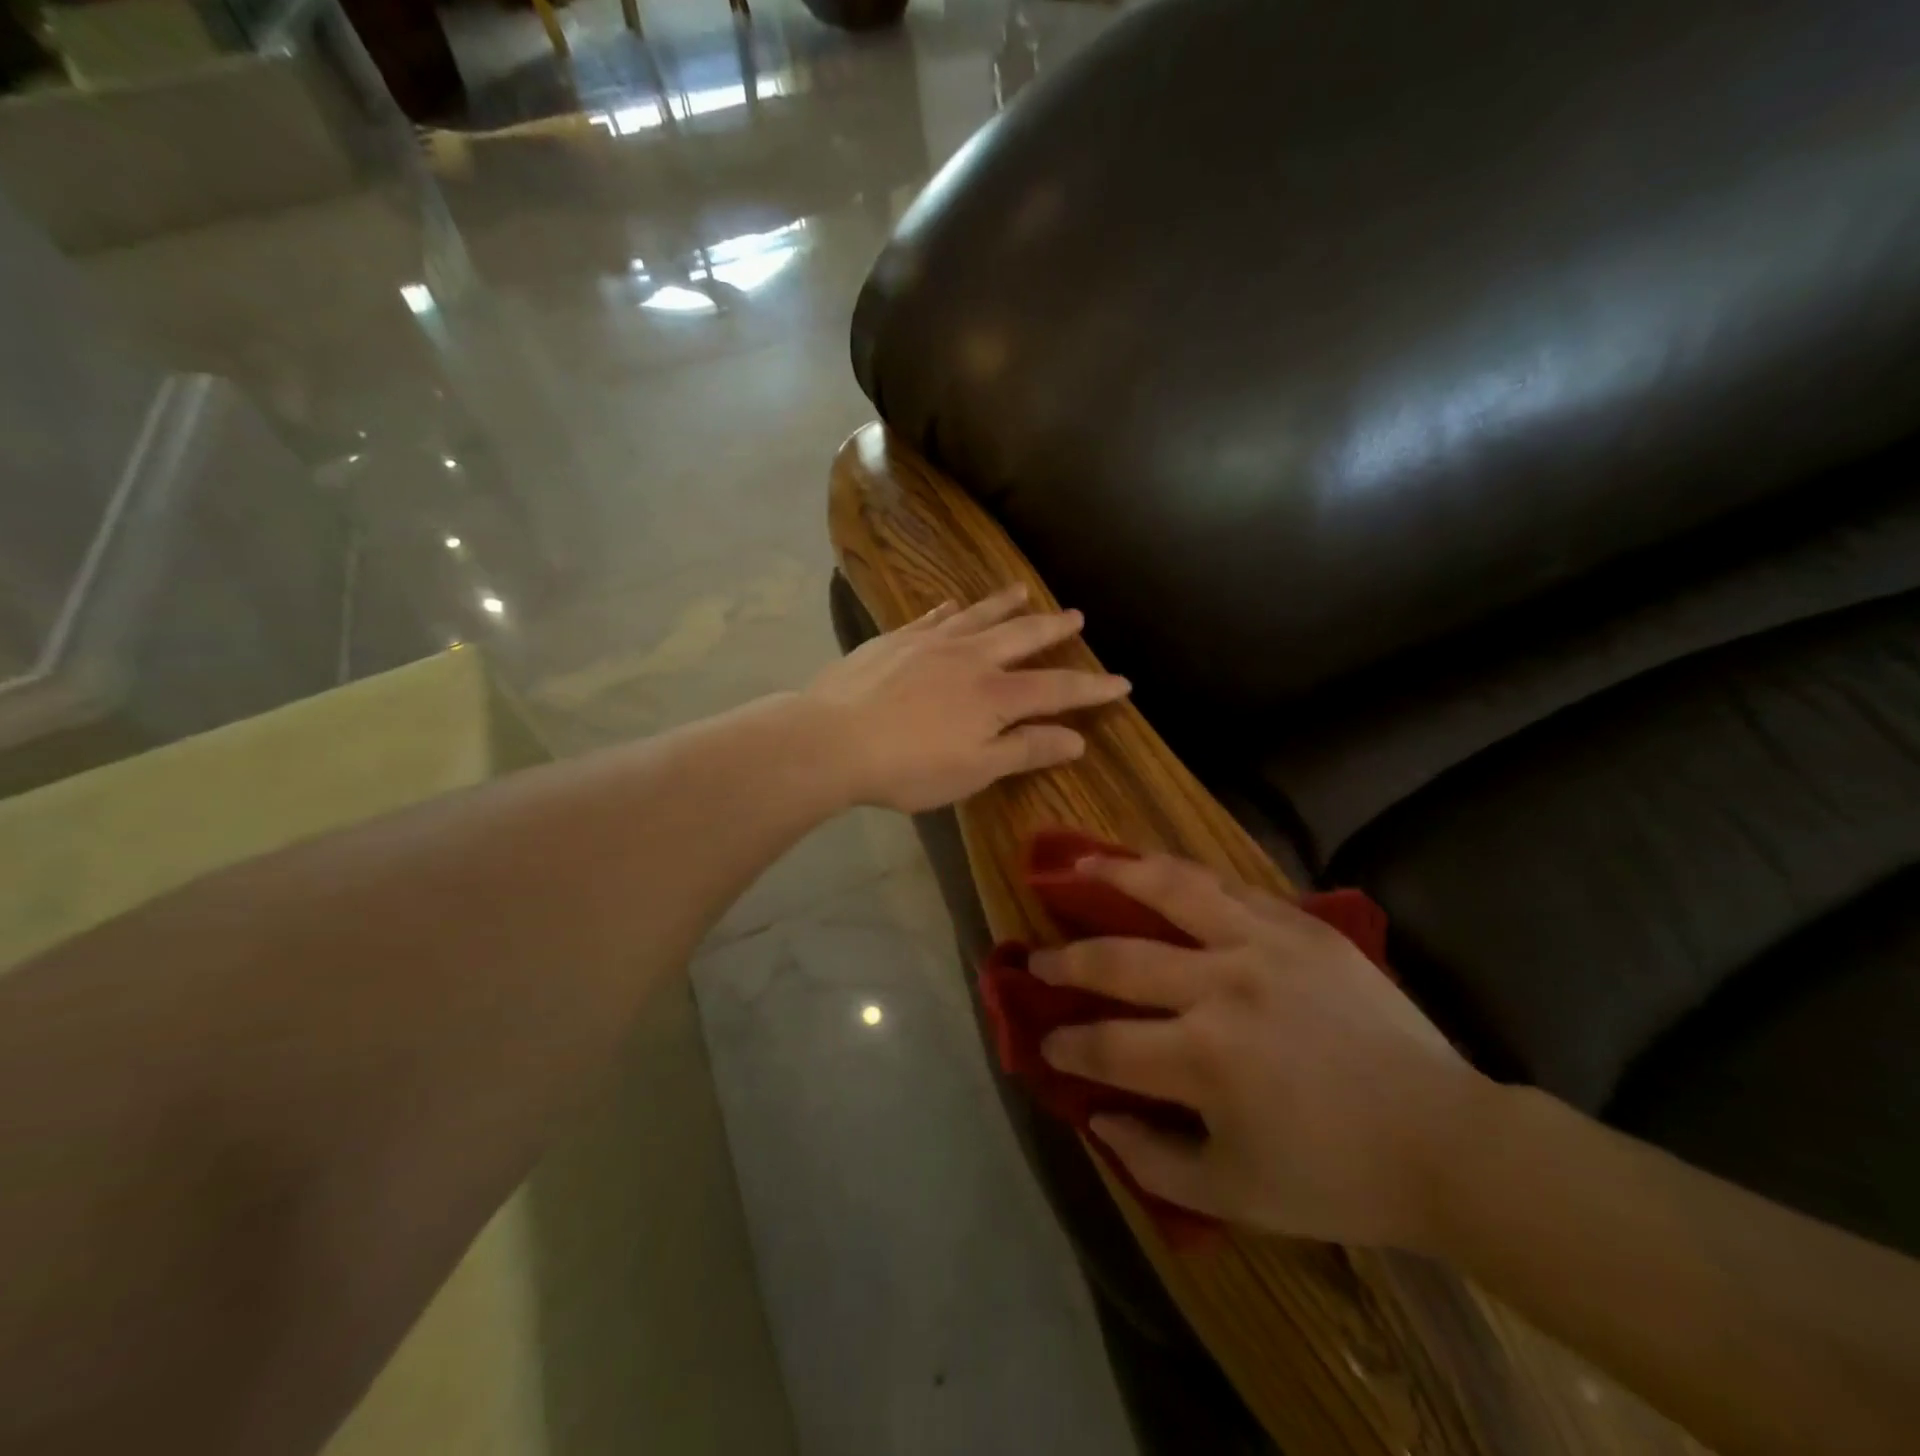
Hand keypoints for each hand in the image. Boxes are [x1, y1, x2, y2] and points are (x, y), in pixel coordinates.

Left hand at [805, 585, 1131, 813]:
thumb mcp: (975, 770)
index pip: (1057, 689)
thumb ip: (1026, 750)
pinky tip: (953, 605)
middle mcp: (969, 658)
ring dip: (1004, 603)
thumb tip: (1077, 739)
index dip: (1092, 688)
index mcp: (995, 695)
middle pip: (1022, 637)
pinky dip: (949, 611)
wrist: (832, 740)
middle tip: (1077, 616)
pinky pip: (931, 617)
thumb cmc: (908, 767)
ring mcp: (929, 643)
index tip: (1121, 682)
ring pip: (978, 616)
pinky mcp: (894, 639)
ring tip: (1023, 589)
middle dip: (1053, 628)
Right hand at [1034, 855, 1490, 1249]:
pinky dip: (1183, 875)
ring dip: (1115, 874)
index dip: (1065, 1046)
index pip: (1105, 1044)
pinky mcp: (1300, 925)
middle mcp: (1221, 985)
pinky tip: (1158, 868)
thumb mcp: (1234, 1195)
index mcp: (1203, 1057)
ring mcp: (1262, 944)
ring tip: (1079, 864)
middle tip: (1036, 959)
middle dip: (1066, 961)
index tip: (1045, 1042)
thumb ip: (1151, 1159)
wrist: (1446, 1140)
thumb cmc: (1337, 1176)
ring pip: (1171, 890)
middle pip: (1119, 959)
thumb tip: (1095, 1116)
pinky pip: (1229, 886)